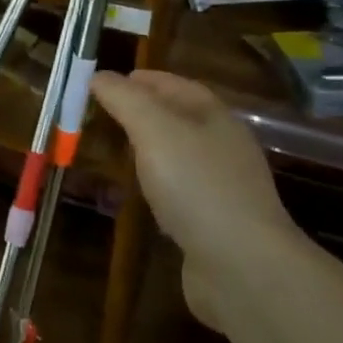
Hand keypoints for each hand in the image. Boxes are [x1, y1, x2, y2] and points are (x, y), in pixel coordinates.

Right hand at [91, 70, 293, 328]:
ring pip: (179, 157)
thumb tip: (99, 75)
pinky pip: (179, 193)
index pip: (178, 85)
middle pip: (180, 119)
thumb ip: (125, 99)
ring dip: (149, 151)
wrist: (242, 267)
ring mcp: (222, 188)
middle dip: (143, 113)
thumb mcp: (154, 129)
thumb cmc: (197, 185)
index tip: (106, 81)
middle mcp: (223, 147)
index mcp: (216, 118)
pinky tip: (138, 197)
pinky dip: (156, 186)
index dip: (143, 79)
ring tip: (114, 152)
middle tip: (103, 115)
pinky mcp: (214, 224)